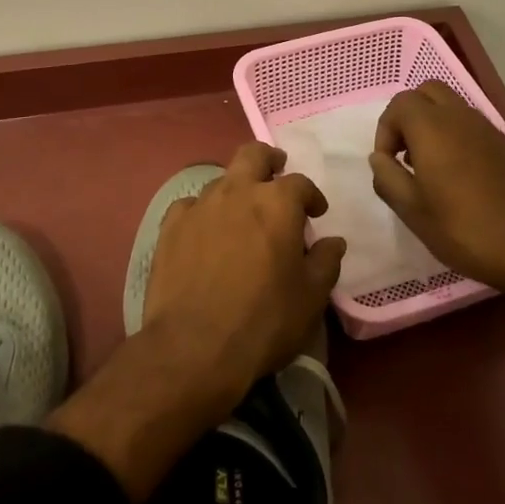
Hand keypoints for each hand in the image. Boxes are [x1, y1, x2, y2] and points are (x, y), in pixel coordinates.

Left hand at [50, 143, 343, 502]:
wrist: (193, 348)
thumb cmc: (264, 321)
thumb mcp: (310, 298)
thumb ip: (326, 262)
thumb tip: (334, 241)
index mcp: (277, 203)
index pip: (300, 183)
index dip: (312, 196)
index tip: (317, 213)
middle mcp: (237, 191)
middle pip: (253, 155)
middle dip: (268, 160)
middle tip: (276, 173)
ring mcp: (200, 206)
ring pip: (221, 180)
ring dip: (236, 190)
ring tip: (241, 214)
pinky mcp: (170, 226)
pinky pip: (190, 206)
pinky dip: (203, 213)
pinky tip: (205, 232)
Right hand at [369, 80, 504, 299]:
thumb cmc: (466, 230)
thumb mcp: (414, 212)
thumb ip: (388, 179)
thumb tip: (379, 158)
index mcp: (433, 128)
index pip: (399, 104)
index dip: (385, 130)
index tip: (388, 164)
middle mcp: (460, 117)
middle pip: (427, 92)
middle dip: (408, 115)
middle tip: (405, 153)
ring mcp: (488, 128)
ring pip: (451, 105)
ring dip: (432, 124)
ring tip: (429, 166)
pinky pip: (471, 124)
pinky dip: (454, 134)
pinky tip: (457, 175)